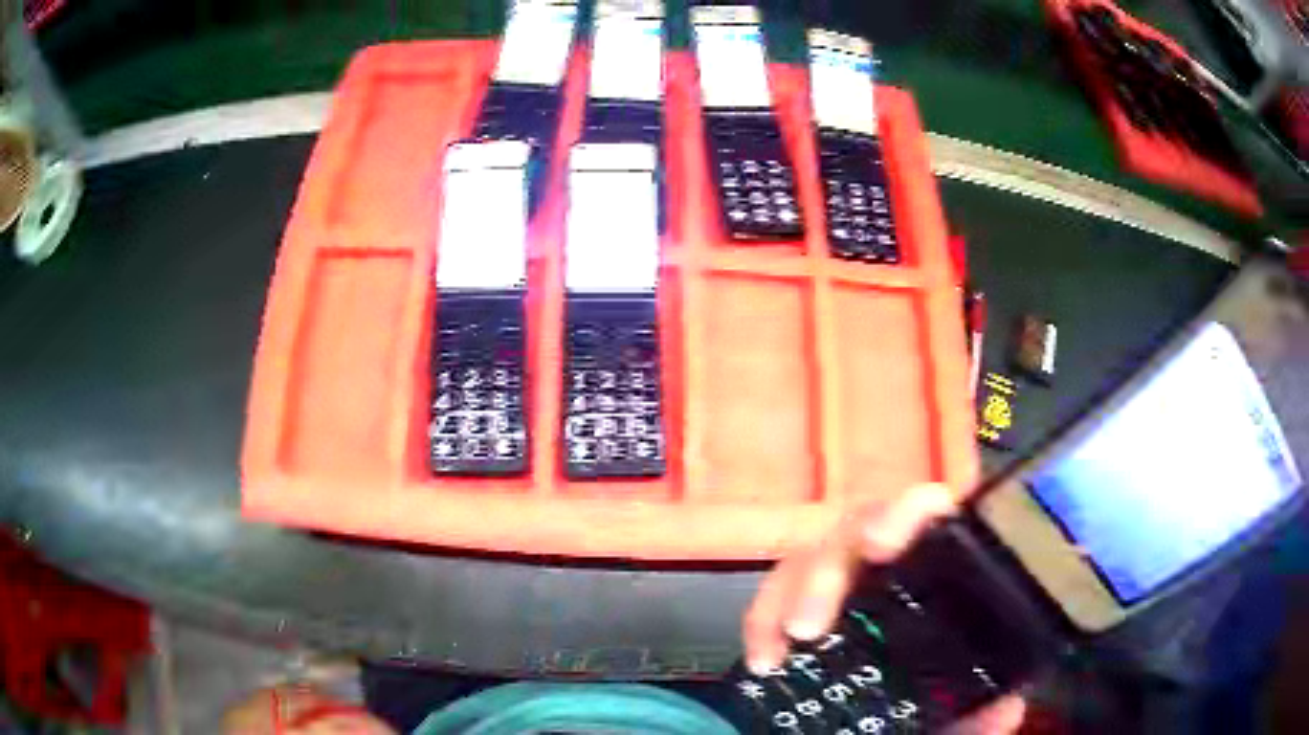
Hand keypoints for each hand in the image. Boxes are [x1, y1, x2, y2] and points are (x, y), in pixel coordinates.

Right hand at [742, 483, 1025, 734]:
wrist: (876, 722)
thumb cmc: (929, 705)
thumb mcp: (954, 714)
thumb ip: (978, 713)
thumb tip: (1007, 707)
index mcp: (943, 574)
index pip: (933, 516)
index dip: (908, 512)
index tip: (882, 545)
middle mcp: (891, 566)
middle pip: (855, 528)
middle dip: (828, 569)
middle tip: (810, 624)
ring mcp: (845, 582)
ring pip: (810, 554)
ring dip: (790, 592)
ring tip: (786, 642)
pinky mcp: (803, 605)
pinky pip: (776, 593)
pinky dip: (763, 618)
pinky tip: (764, 659)